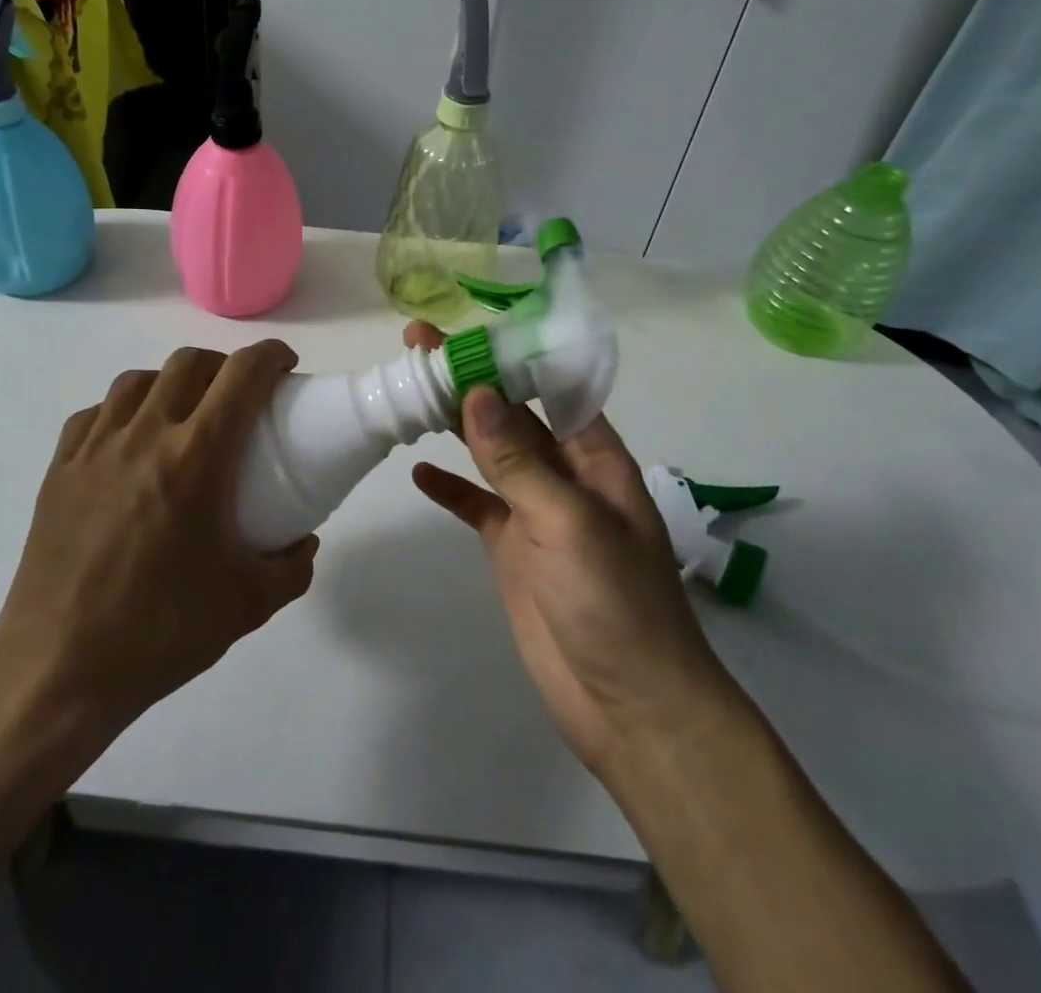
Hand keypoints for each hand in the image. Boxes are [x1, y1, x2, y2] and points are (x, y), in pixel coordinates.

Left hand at [0, 340, 317, 740]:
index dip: (270, 356)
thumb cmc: (160, 631)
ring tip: (182, 415)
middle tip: (238, 396)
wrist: (59, 669)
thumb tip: (303, 542)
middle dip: (223, 365)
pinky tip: (128, 444)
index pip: (242, 375)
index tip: (285, 366)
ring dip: (170, 383)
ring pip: (137, 380)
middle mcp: (144, 436)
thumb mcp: (248, 605)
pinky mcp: (58, 469)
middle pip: (188, 363)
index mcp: (195, 457)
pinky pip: (94, 415)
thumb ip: (291, 567)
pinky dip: (121, 412)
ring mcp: (94, 449)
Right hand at [404, 323, 732, 774]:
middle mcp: (566, 475)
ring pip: (491, 454)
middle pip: (512, 415)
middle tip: (418, 345)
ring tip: (411, 389)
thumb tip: (477, 393)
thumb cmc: (615, 603)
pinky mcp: (513, 550)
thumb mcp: (568, 522)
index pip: (548, 388)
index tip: (460, 332)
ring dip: (455, 424)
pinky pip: (476, 506)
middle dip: (471, 380)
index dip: (506, 357)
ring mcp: (536, 513)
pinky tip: (418, 472)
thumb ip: (519, 459)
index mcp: (595, 458)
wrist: (629, 708)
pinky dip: (450, 488)